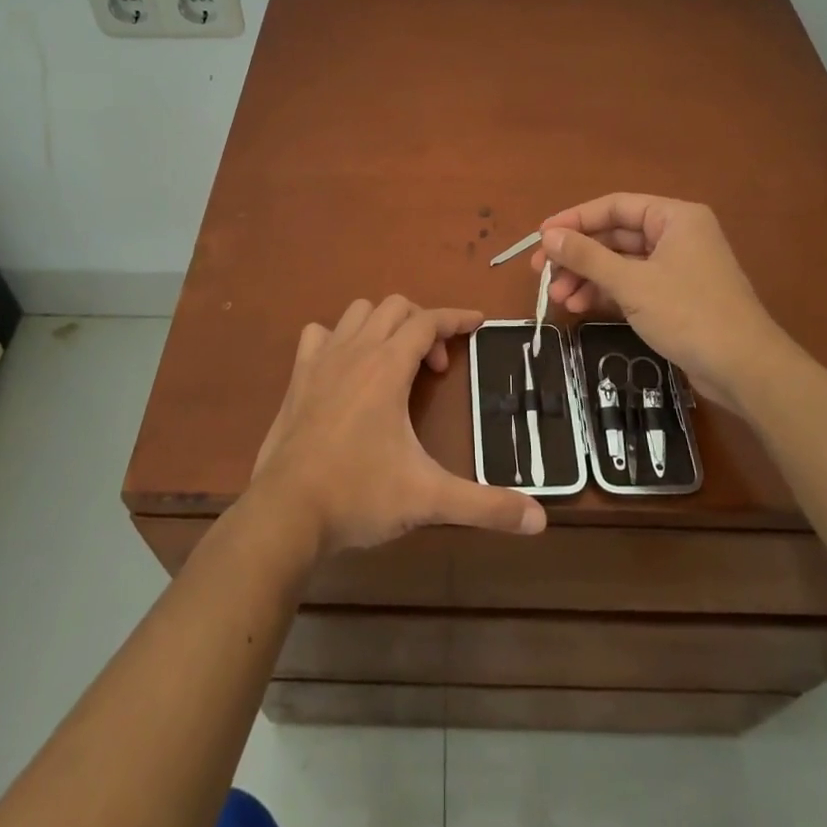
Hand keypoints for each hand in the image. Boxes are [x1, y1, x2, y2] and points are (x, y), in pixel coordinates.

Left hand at [250, 296, 546, 558]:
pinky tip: (346, 368)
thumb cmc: (359, 495)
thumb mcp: (428, 499)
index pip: (428, 321)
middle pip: (395, 307)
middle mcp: (355, 351)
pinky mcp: (298, 378)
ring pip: (357, 312)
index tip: (478, 322)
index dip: (456, 318)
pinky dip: (338, 338)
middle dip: (423, 325)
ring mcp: (321, 360)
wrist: (286, 512)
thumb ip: (485, 506)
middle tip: (435, 369)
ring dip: (383, 324)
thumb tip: (540, 519)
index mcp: (387, 366)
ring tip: (396, 362)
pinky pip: (319, 335)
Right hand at [530, 193, 799, 409]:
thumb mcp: (631, 283)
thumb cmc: (689, 313)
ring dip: (588, 277)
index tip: (541, 236)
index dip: (575, 219)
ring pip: (621, 262)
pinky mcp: (676, 297)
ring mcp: (677, 267)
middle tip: (541, 270)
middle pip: (615, 235)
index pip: (614, 206)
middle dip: (578, 254)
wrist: (745, 369)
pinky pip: (632, 284)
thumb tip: (548, 235)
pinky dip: (606, 293)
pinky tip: (580, 307)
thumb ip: (587, 257)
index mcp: (674, 217)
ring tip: (557, 297)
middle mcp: (677, 235)